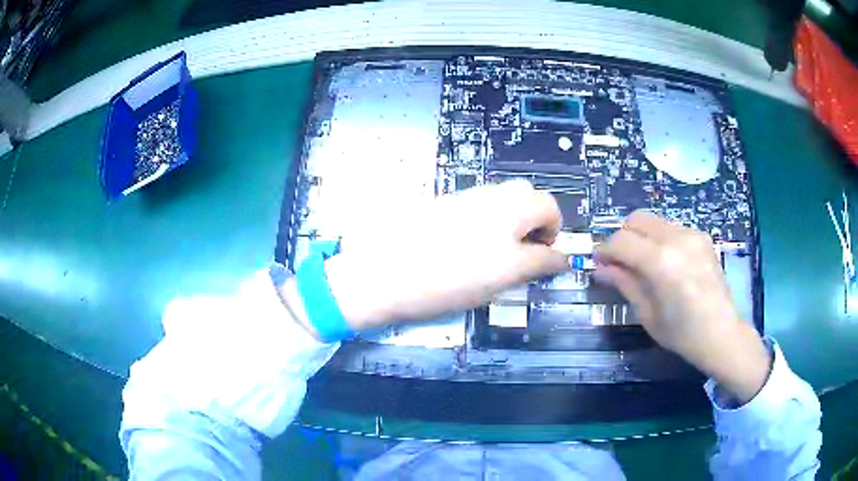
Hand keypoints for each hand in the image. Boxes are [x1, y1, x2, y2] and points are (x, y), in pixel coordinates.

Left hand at [323, 180, 569, 327]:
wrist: (383, 272)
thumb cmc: (445, 282)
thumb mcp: (498, 280)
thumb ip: (534, 265)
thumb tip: (555, 259)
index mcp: (512, 214)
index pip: (551, 213)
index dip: (554, 238)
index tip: (547, 259)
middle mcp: (492, 198)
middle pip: (531, 195)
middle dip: (538, 219)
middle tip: (526, 250)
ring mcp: (467, 198)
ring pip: (506, 196)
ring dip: (516, 216)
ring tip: (500, 250)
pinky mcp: (447, 202)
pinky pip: (482, 202)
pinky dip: (492, 217)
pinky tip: (473, 243)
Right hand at [594, 211, 770, 403]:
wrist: (721, 333)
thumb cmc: (681, 333)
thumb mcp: (647, 313)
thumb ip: (624, 283)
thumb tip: (601, 268)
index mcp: (661, 262)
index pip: (622, 240)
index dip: (605, 250)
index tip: (599, 263)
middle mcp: (677, 239)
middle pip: (637, 220)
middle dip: (622, 237)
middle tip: (619, 261)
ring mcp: (692, 235)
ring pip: (654, 221)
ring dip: (641, 237)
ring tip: (642, 263)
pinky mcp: (702, 237)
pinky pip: (672, 228)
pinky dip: (660, 239)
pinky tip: (664, 263)